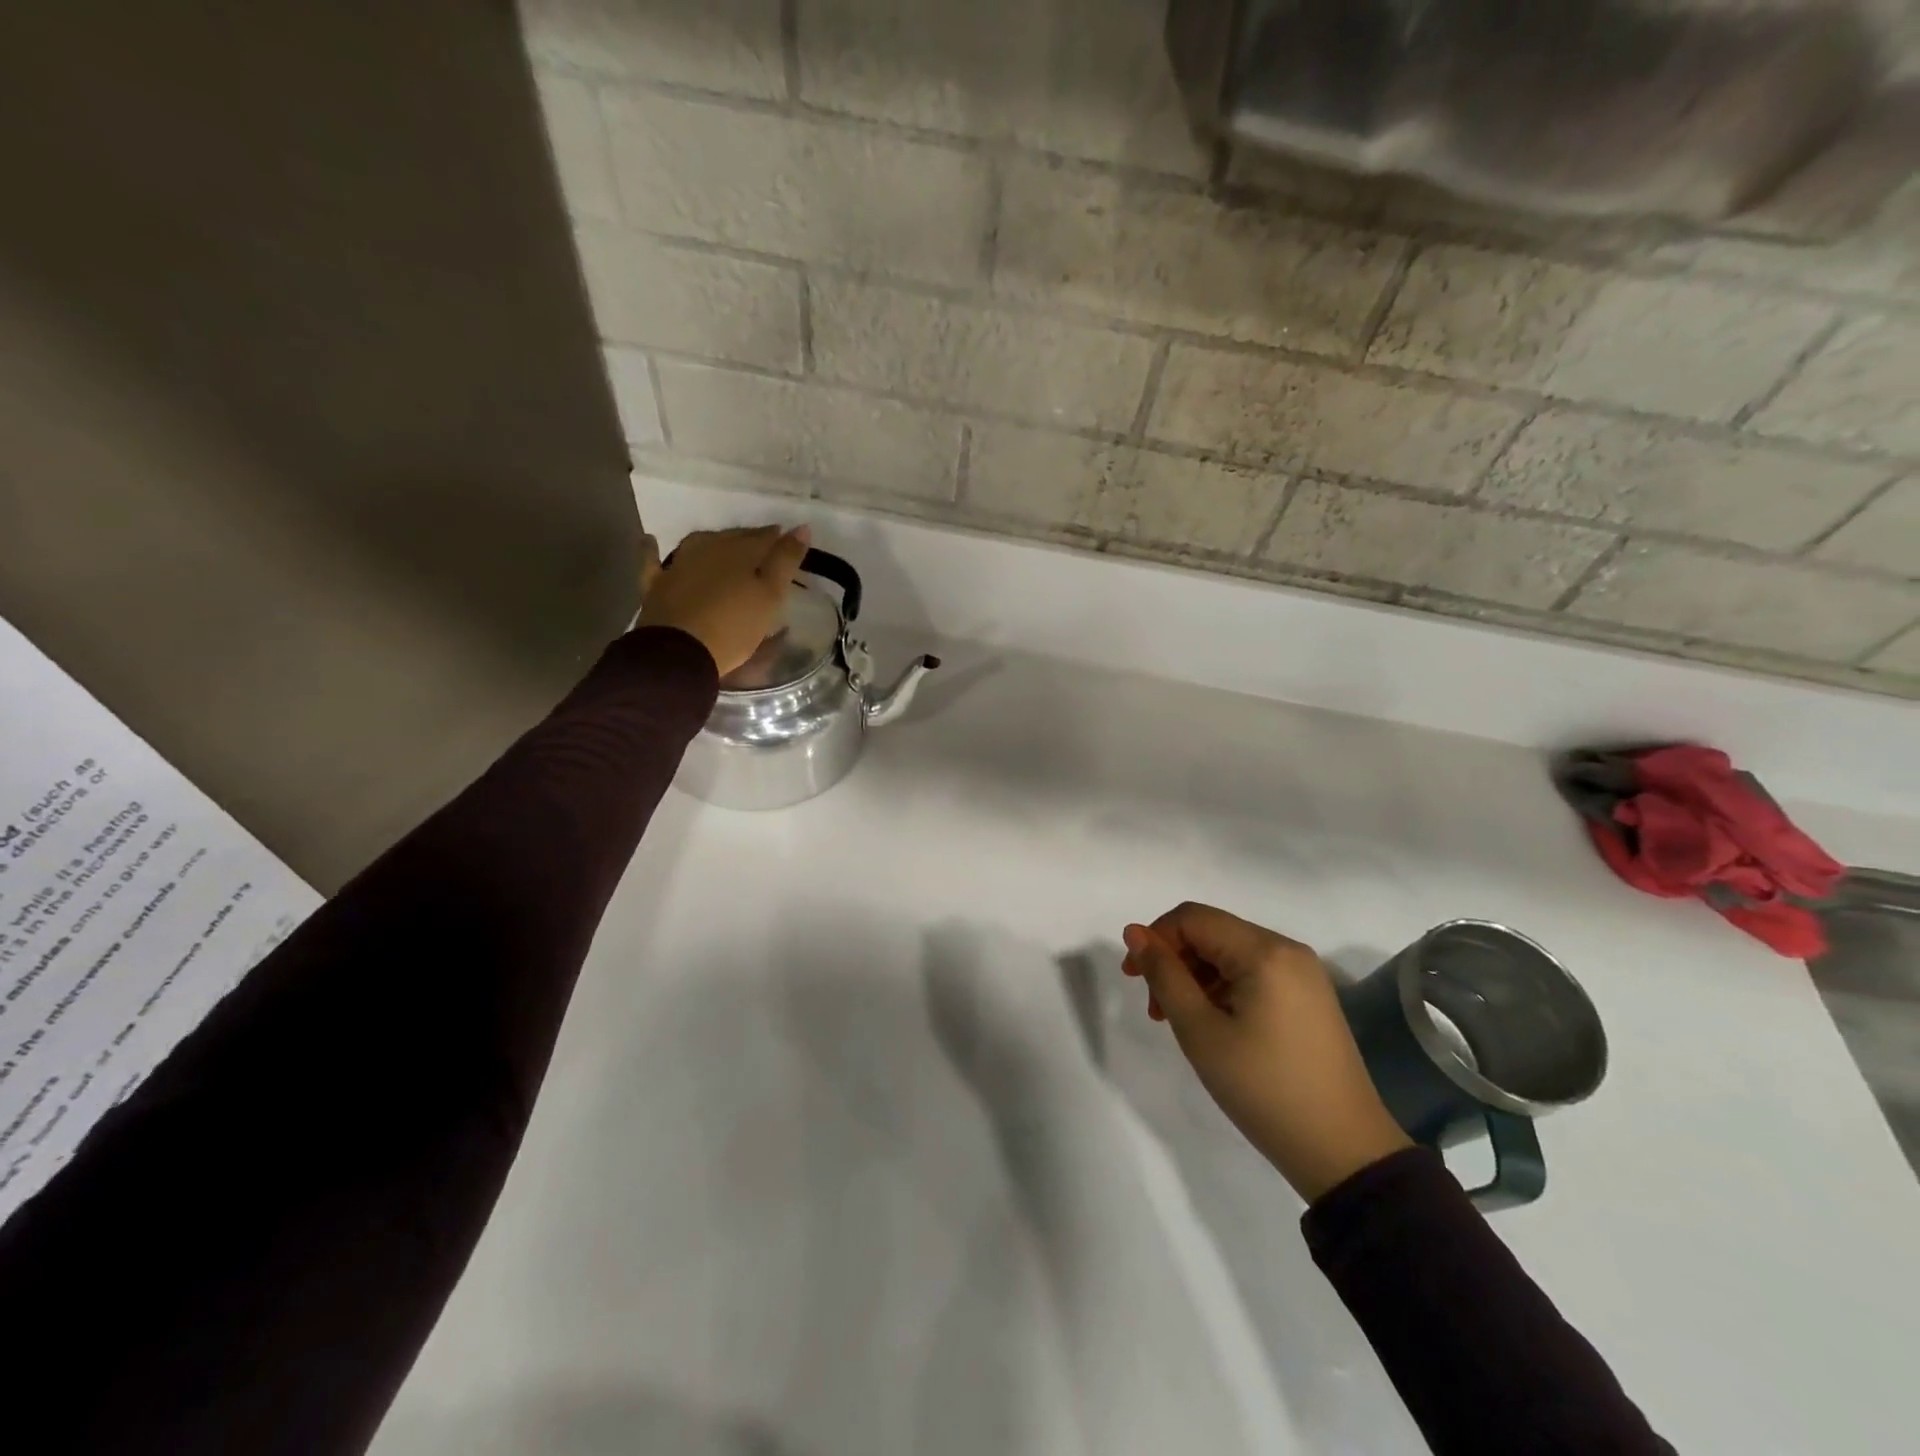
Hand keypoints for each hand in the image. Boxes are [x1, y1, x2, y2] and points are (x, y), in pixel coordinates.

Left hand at [637, 525, 810, 676]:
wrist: (679, 653)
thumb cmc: (734, 627)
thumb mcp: (770, 596)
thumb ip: (786, 561)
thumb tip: (802, 526)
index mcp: (740, 552)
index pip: (764, 539)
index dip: (778, 540)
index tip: (788, 542)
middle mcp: (708, 549)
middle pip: (733, 539)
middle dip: (749, 540)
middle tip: (763, 548)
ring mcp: (678, 565)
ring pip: (700, 544)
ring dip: (714, 541)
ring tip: (725, 545)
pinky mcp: (656, 585)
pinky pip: (652, 561)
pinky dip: (652, 550)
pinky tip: (650, 541)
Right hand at [1122, 903, 1411, 1202]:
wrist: (1344, 1152)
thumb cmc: (1264, 1089)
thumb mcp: (1200, 1032)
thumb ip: (1164, 975)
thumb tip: (1134, 932)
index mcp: (1264, 951)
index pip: (1192, 918)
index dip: (1155, 939)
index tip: (1133, 979)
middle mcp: (1287, 949)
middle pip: (1212, 932)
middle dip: (1174, 961)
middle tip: (1155, 1010)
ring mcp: (1303, 973)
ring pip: (1230, 953)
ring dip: (1196, 976)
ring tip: (1180, 1022)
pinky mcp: (1309, 996)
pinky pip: (1253, 973)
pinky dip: (1223, 988)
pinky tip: (1214, 1025)